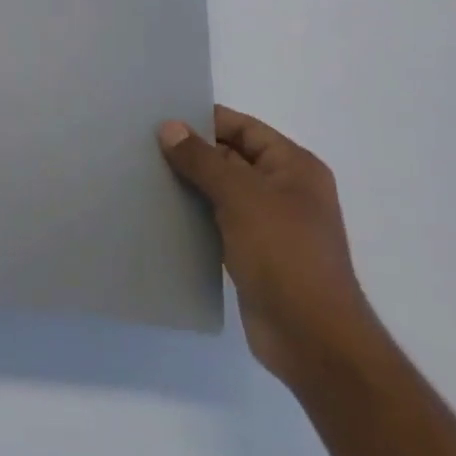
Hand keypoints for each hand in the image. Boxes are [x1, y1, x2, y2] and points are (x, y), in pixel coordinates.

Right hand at [159, 106, 379, 389]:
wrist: (312, 338)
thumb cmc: (284, 254)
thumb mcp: (241, 196)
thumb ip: (203, 159)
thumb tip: (169, 127)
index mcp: (294, 167)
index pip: (244, 128)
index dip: (205, 120)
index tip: (160, 118)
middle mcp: (285, 190)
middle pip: (231, 157)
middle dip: (191, 152)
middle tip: (142, 145)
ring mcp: (269, 224)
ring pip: (221, 191)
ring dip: (189, 184)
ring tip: (143, 174)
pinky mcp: (253, 253)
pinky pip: (217, 221)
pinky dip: (193, 214)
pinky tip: (161, 212)